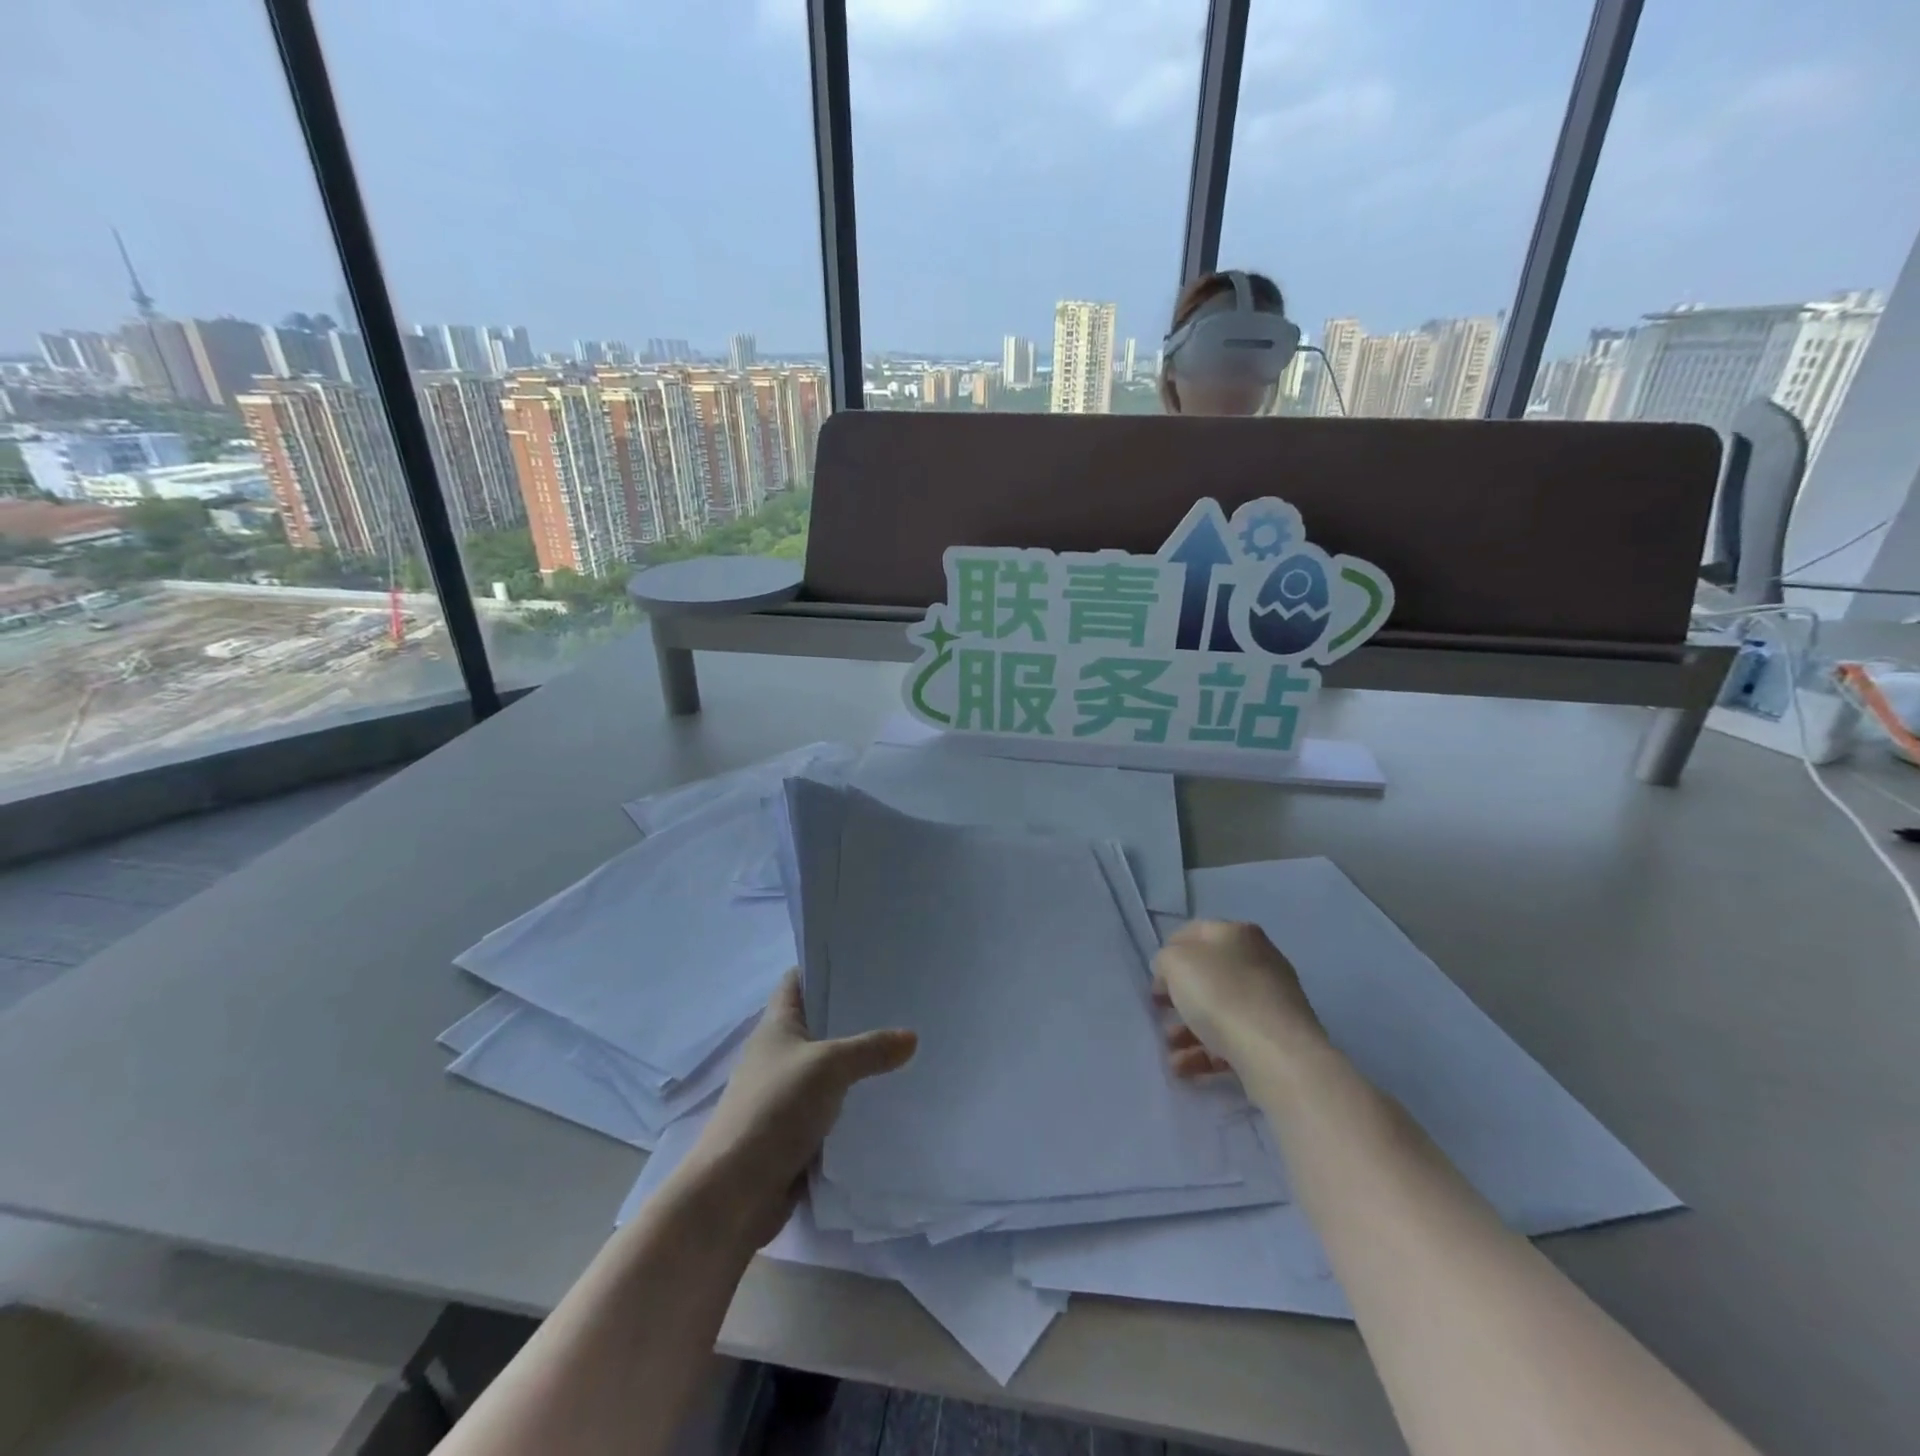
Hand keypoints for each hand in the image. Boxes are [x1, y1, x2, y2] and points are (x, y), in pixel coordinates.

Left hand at [679, 971, 916, 1246]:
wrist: (734, 1194)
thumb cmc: (775, 1109)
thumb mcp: (828, 1067)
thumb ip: (870, 1049)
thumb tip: (911, 1038)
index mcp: (776, 1025)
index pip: (799, 980)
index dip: (826, 965)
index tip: (867, 959)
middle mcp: (779, 1053)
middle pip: (819, 1023)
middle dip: (855, 1015)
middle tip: (902, 1002)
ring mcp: (785, 1094)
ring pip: (829, 1067)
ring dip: (858, 1063)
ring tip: (905, 1047)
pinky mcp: (794, 1131)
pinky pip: (831, 1107)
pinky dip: (854, 1103)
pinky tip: (887, 1098)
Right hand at [1153, 920, 1325, 1076]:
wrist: (1277, 1054)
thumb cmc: (1221, 995)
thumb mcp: (1176, 963)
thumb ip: (1166, 960)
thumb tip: (1172, 971)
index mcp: (1237, 933)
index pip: (1193, 934)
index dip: (1168, 954)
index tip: (1155, 980)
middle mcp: (1258, 961)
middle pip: (1207, 976)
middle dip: (1178, 999)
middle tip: (1161, 1014)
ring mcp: (1270, 1001)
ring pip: (1218, 1011)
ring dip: (1187, 1032)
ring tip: (1172, 1054)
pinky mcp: (1276, 1038)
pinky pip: (1233, 1040)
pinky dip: (1207, 1053)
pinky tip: (1187, 1069)